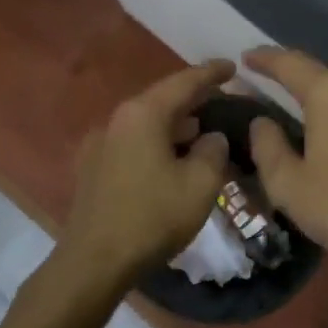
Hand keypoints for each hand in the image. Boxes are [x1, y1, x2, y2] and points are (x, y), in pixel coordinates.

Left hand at [59, 60, 234, 285]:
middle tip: (223, 101)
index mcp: (143, 114)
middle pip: (163, 100)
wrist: (94, 261)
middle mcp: (118, 120)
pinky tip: (175, 160)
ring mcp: (101, 144)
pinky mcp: (94, 169)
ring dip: (177, 126)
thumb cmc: (153, 217)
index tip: (233, 66)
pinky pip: (135, 144)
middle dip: (194, 100)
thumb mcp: (201, 184)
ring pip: (148, 124)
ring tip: (204, 132)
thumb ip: (214, 151)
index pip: (184, 82)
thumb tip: (212, 138)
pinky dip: (159, 144)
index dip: (212, 73)